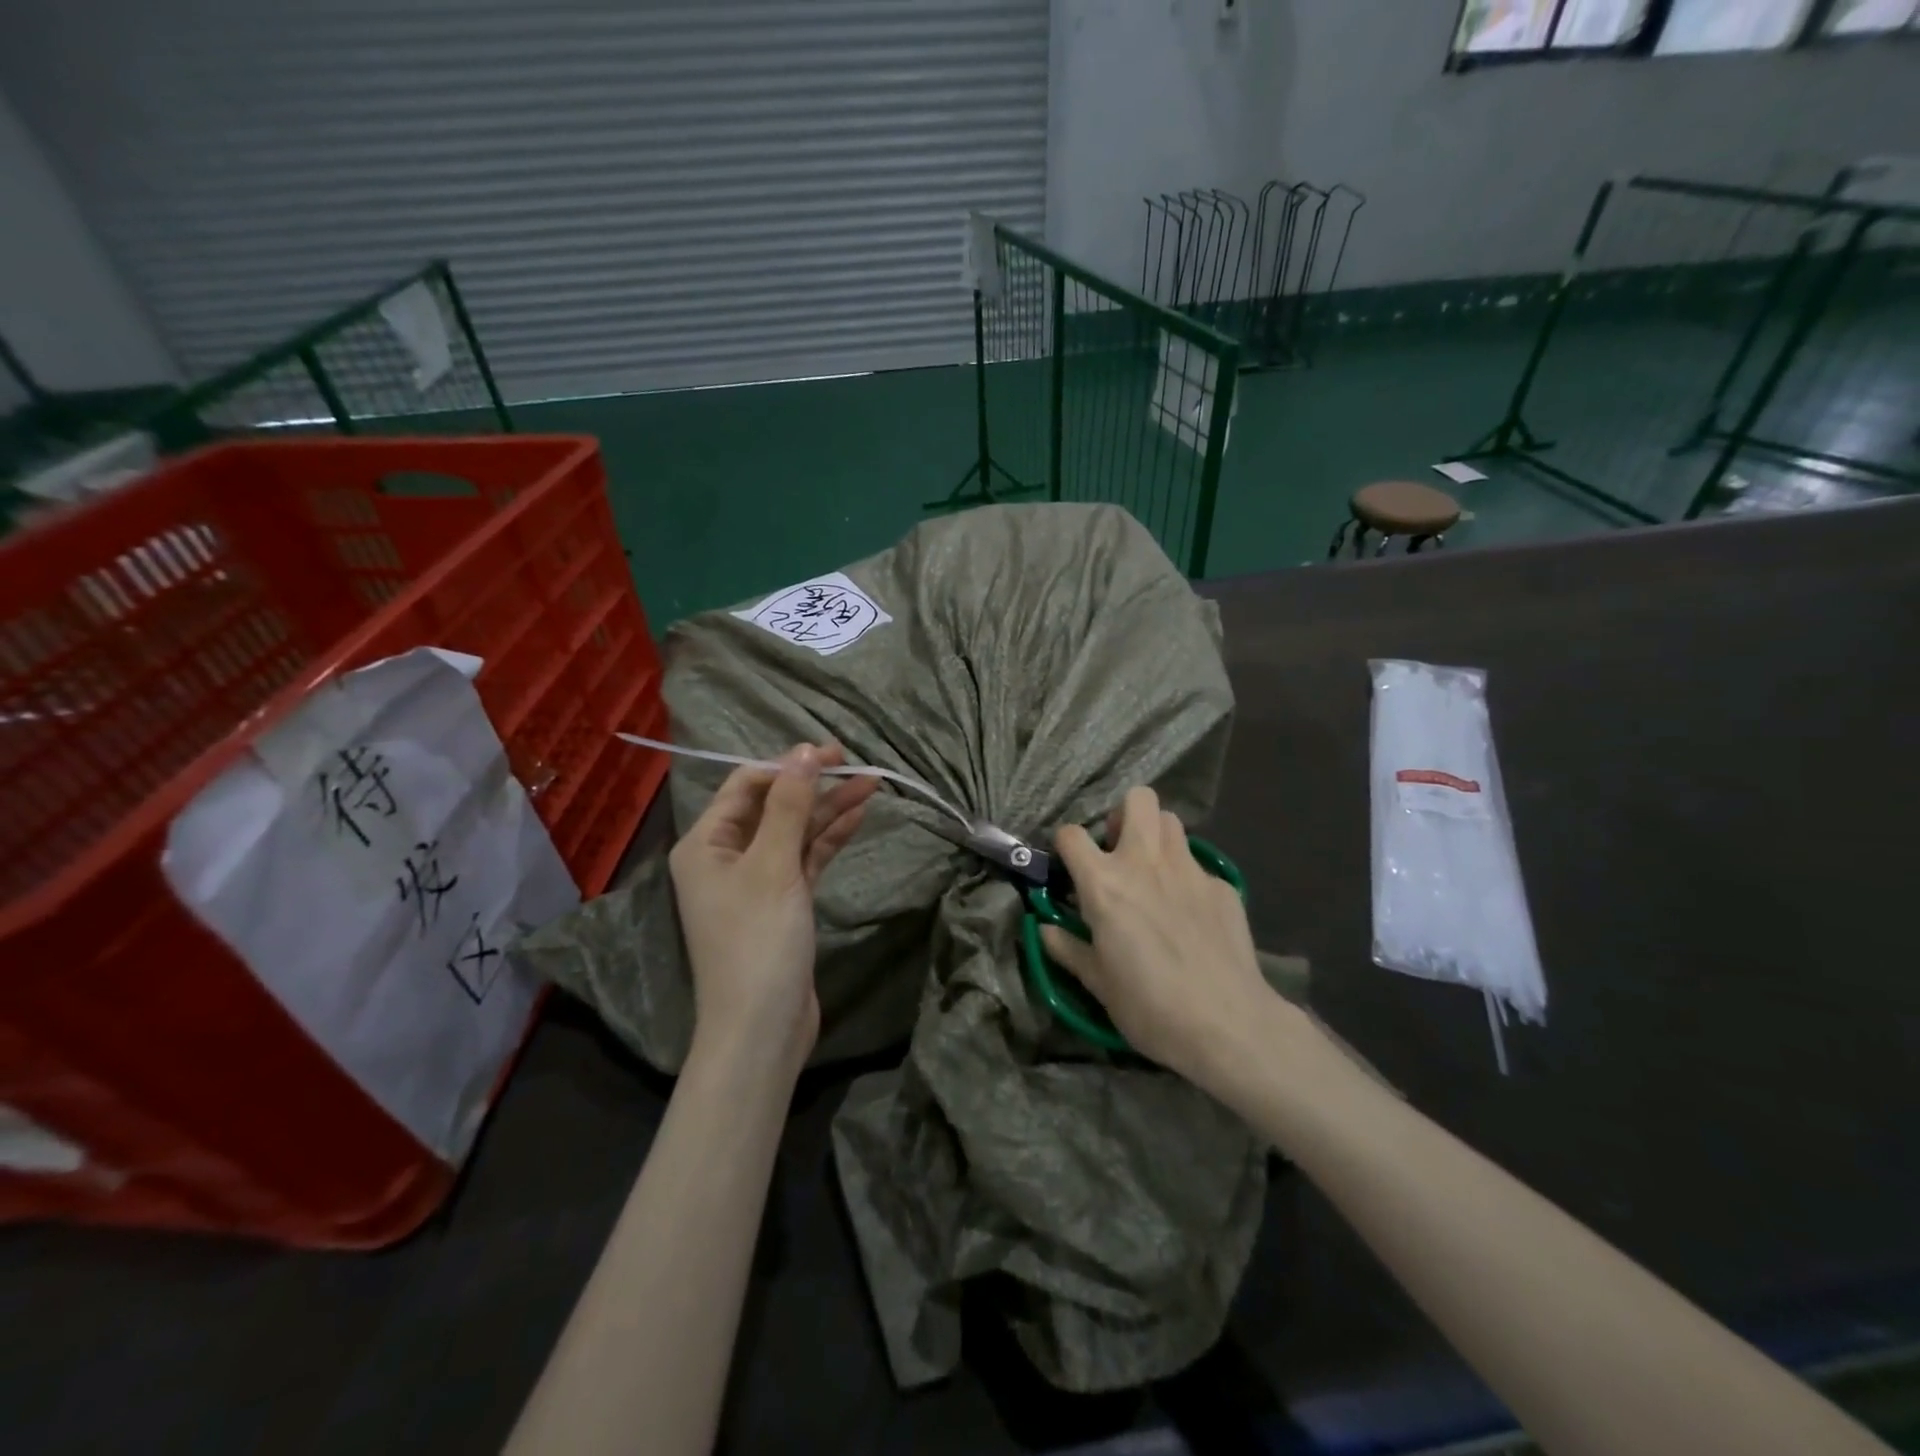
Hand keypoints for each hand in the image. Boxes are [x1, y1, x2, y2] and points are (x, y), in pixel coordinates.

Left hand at [668, 744, 877, 1073]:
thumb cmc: (757, 941)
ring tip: (873, 785)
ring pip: (795, 832)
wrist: (762, 1029)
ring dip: (829, 810)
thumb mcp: (773, 866)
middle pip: (773, 806)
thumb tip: (803, 752)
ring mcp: (756, 881)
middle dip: (814, 785)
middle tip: (858, 765)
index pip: (746, 786)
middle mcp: (726, 856)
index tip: (831, 753)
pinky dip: (829, 839)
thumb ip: (789, 805)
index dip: (787, 765)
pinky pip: (806, 858)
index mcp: (706, 843)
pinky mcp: (782, 902)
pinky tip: (859, 817)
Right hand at [1040, 787, 1272, 1085]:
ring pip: (1171, 822)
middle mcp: (1145, 862)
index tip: (1070, 868)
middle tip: (1119, 850)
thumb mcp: (1098, 983)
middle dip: (1123, 815)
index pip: (1071, 834)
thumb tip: (1046, 929)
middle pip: (1137, 800)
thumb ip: (1069, 948)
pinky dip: (1187, 879)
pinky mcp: (1222, 886)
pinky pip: (1199, 865)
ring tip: (1153, 873)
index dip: (1065, 846)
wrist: (1228, 1025)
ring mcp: (1189, 869)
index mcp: (1105, 883)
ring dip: (1156, 837)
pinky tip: (1191, 914)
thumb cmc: (1149, 1006)